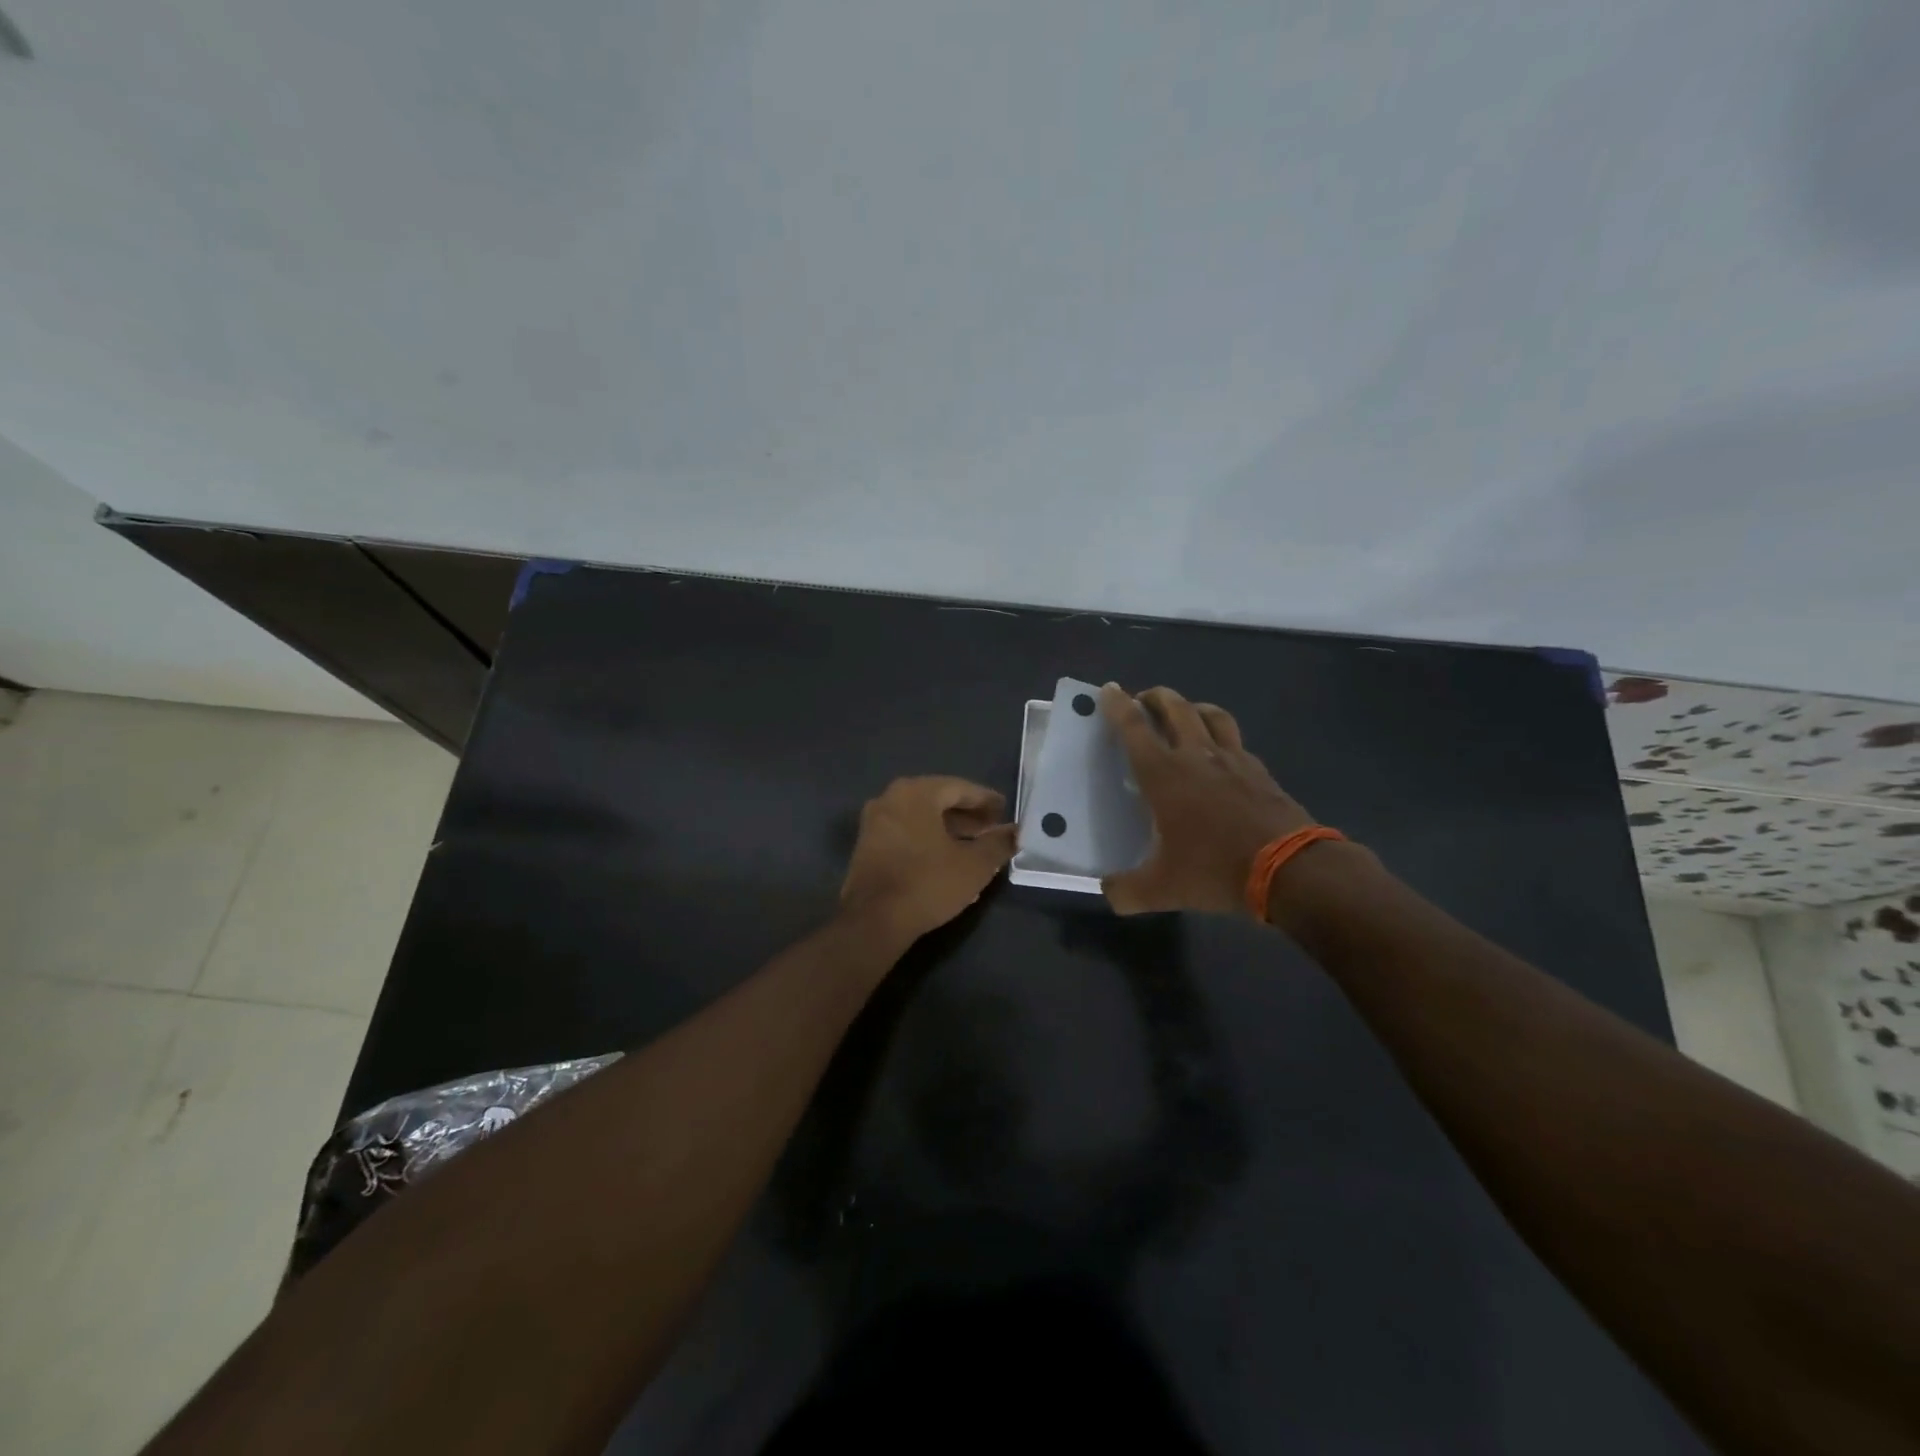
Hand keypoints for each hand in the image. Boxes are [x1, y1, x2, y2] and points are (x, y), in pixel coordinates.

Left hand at [840, 776, 1018, 941]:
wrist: (874, 921)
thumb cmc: (928, 883)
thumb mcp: (974, 865)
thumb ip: (998, 843)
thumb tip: (1014, 832)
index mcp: (916, 792)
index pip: (960, 788)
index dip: (986, 800)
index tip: (1005, 812)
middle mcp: (891, 798)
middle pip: (938, 800)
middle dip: (967, 816)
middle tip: (991, 830)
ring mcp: (874, 822)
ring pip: (921, 819)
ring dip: (948, 830)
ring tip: (974, 848)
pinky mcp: (867, 846)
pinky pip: (906, 834)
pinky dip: (928, 841)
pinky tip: (947, 861)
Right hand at [1100, 684, 1315, 916]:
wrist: (1290, 869)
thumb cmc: (1215, 870)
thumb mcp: (1162, 889)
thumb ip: (1126, 891)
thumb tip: (1108, 892)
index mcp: (1164, 775)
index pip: (1134, 728)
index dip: (1118, 706)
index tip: (1109, 689)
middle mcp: (1197, 756)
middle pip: (1175, 708)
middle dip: (1155, 697)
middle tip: (1143, 699)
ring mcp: (1233, 760)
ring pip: (1211, 715)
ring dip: (1192, 707)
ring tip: (1184, 713)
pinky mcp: (1260, 771)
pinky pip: (1236, 741)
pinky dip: (1222, 736)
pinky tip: (1222, 752)